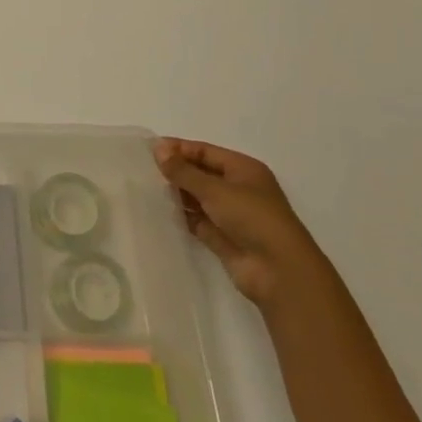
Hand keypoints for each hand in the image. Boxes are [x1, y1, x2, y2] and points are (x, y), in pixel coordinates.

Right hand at [153, 138, 331, 311]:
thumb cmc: (252, 218)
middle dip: (176, 171)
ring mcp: (231, 215)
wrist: (279, 272)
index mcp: (243, 169)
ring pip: (197, 197)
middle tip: (142, 169)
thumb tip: (157, 148)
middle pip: (201, 173)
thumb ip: (183, 171)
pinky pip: (197, 220)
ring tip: (146, 188)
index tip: (148, 149)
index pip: (204, 151)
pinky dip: (181, 216)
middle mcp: (238, 189)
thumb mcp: (215, 189)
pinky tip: (159, 211)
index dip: (178, 148)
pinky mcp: (223, 238)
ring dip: (177, 193)